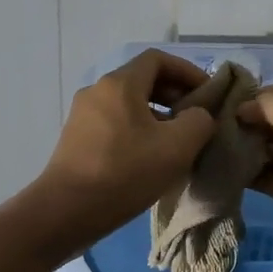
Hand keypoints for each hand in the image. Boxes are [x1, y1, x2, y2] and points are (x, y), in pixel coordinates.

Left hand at [35, 50, 217, 249]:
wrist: (66, 212)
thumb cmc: (125, 172)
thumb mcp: (177, 146)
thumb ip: (199, 121)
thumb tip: (197, 115)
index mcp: (120, 84)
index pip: (158, 59)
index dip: (187, 71)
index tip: (207, 93)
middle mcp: (97, 91)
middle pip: (142, 79)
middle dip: (174, 94)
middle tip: (196, 119)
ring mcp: (83, 115)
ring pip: (128, 103)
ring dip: (157, 114)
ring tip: (176, 141)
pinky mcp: (76, 139)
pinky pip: (114, 122)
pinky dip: (137, 129)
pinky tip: (149, 158)